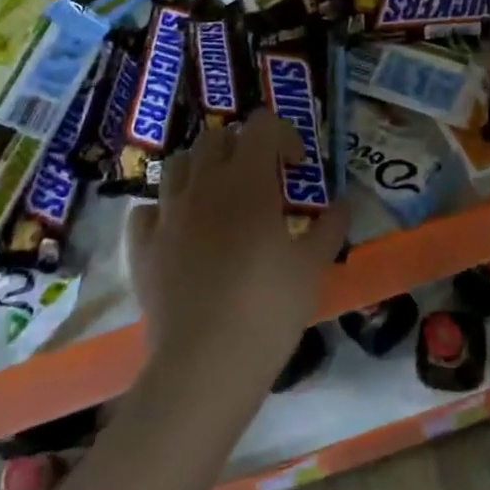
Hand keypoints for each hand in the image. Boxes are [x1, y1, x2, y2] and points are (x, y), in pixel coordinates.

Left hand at [125, 110, 348, 385]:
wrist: (204, 366)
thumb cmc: (268, 307)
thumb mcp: (313, 266)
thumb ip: (331, 225)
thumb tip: (346, 201)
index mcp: (248, 179)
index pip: (262, 124)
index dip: (283, 135)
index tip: (296, 167)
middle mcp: (204, 184)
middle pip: (216, 137)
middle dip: (240, 147)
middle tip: (260, 180)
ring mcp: (168, 214)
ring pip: (177, 165)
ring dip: (200, 171)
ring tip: (219, 200)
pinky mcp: (143, 248)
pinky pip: (147, 211)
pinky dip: (164, 212)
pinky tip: (180, 233)